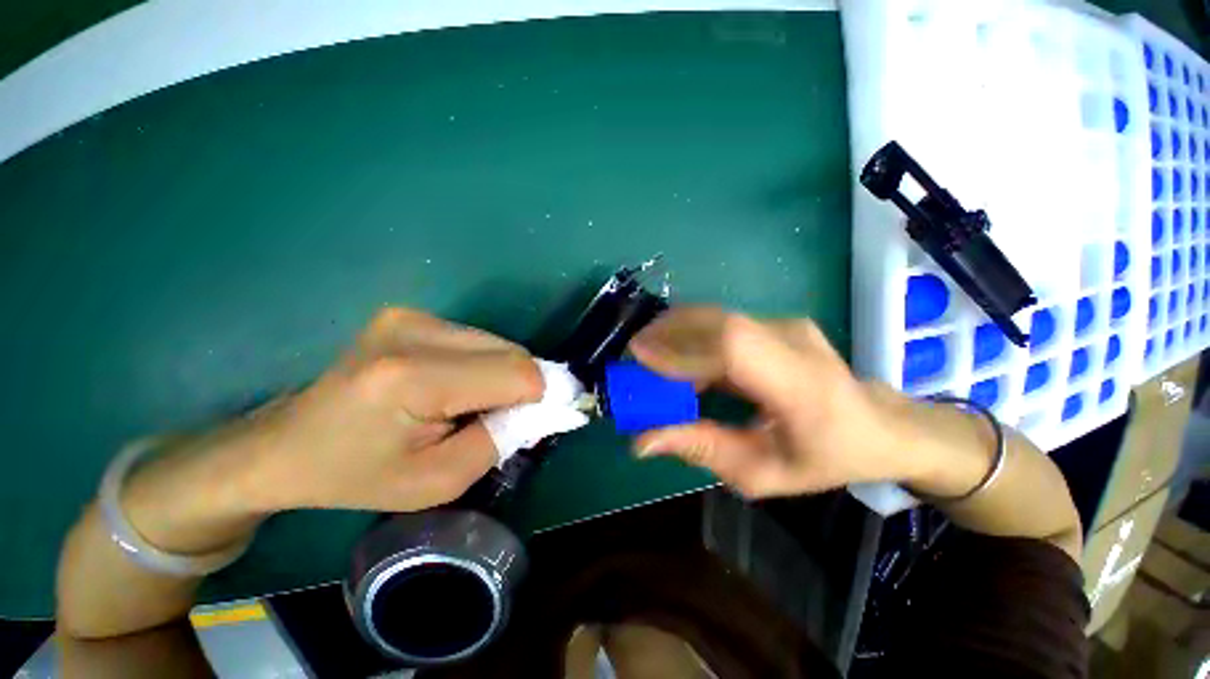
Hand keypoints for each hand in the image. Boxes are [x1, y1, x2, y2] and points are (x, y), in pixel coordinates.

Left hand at [237, 308, 542, 512]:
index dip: (542, 396)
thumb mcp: (438, 481)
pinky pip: (477, 339)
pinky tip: (456, 386)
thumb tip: (541, 408)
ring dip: (501, 375)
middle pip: (511, 351)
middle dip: (522, 386)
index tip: (539, 421)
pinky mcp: (410, 314)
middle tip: (502, 418)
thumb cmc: (357, 475)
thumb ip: (501, 440)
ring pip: (498, 343)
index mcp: (412, 378)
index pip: (515, 373)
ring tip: (471, 405)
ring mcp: (411, 316)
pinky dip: (483, 364)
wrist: (287, 445)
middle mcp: (414, 330)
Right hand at [628, 307, 925, 497]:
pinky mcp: (773, 321)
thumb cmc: (825, 457)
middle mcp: (793, 340)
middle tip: (633, 356)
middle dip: (666, 334)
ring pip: (715, 316)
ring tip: (647, 354)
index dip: (681, 349)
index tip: (639, 358)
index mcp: (801, 386)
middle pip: (718, 321)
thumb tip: (642, 440)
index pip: (733, 348)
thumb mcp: (762, 473)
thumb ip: (701, 450)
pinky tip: (674, 353)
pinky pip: (721, 321)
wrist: (877, 423)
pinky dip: (689, 333)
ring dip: (674, 330)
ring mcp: (785, 324)